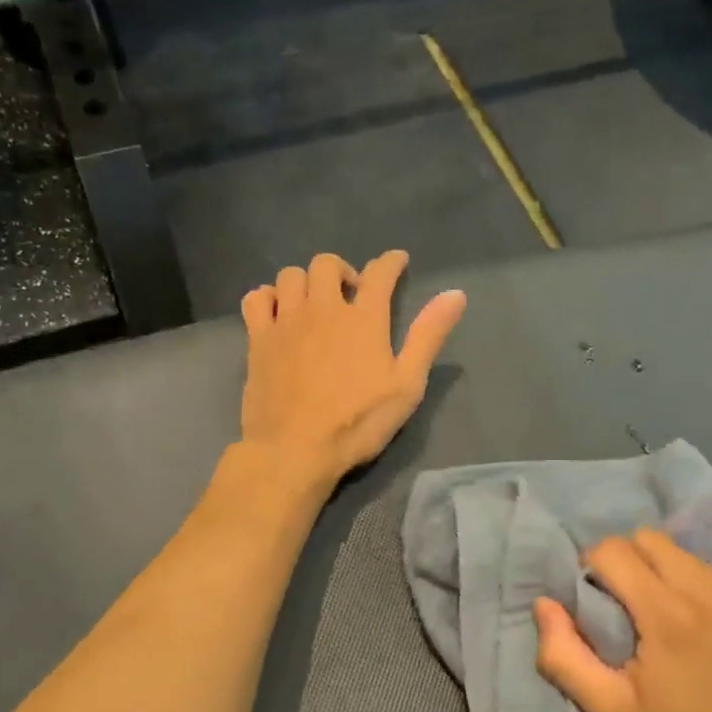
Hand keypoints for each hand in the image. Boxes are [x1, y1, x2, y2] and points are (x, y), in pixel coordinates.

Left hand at [239, 251, 465, 487]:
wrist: (294, 450)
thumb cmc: (357, 423)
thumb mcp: (407, 384)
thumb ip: (428, 336)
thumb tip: (456, 294)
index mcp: (364, 318)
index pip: (380, 273)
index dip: (391, 262)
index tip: (397, 261)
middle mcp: (323, 308)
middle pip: (327, 264)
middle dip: (342, 270)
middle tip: (350, 294)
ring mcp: (287, 321)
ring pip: (290, 276)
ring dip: (306, 281)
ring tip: (314, 303)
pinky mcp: (259, 339)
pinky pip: (256, 298)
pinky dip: (268, 297)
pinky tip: (277, 313)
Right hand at [533, 528, 711, 711]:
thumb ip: (564, 655)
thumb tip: (543, 604)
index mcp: (669, 616)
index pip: (614, 550)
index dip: (592, 568)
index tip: (592, 602)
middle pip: (651, 539)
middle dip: (626, 561)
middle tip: (623, 605)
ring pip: (688, 557)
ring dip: (664, 574)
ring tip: (662, 620)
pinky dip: (701, 596)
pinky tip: (705, 640)